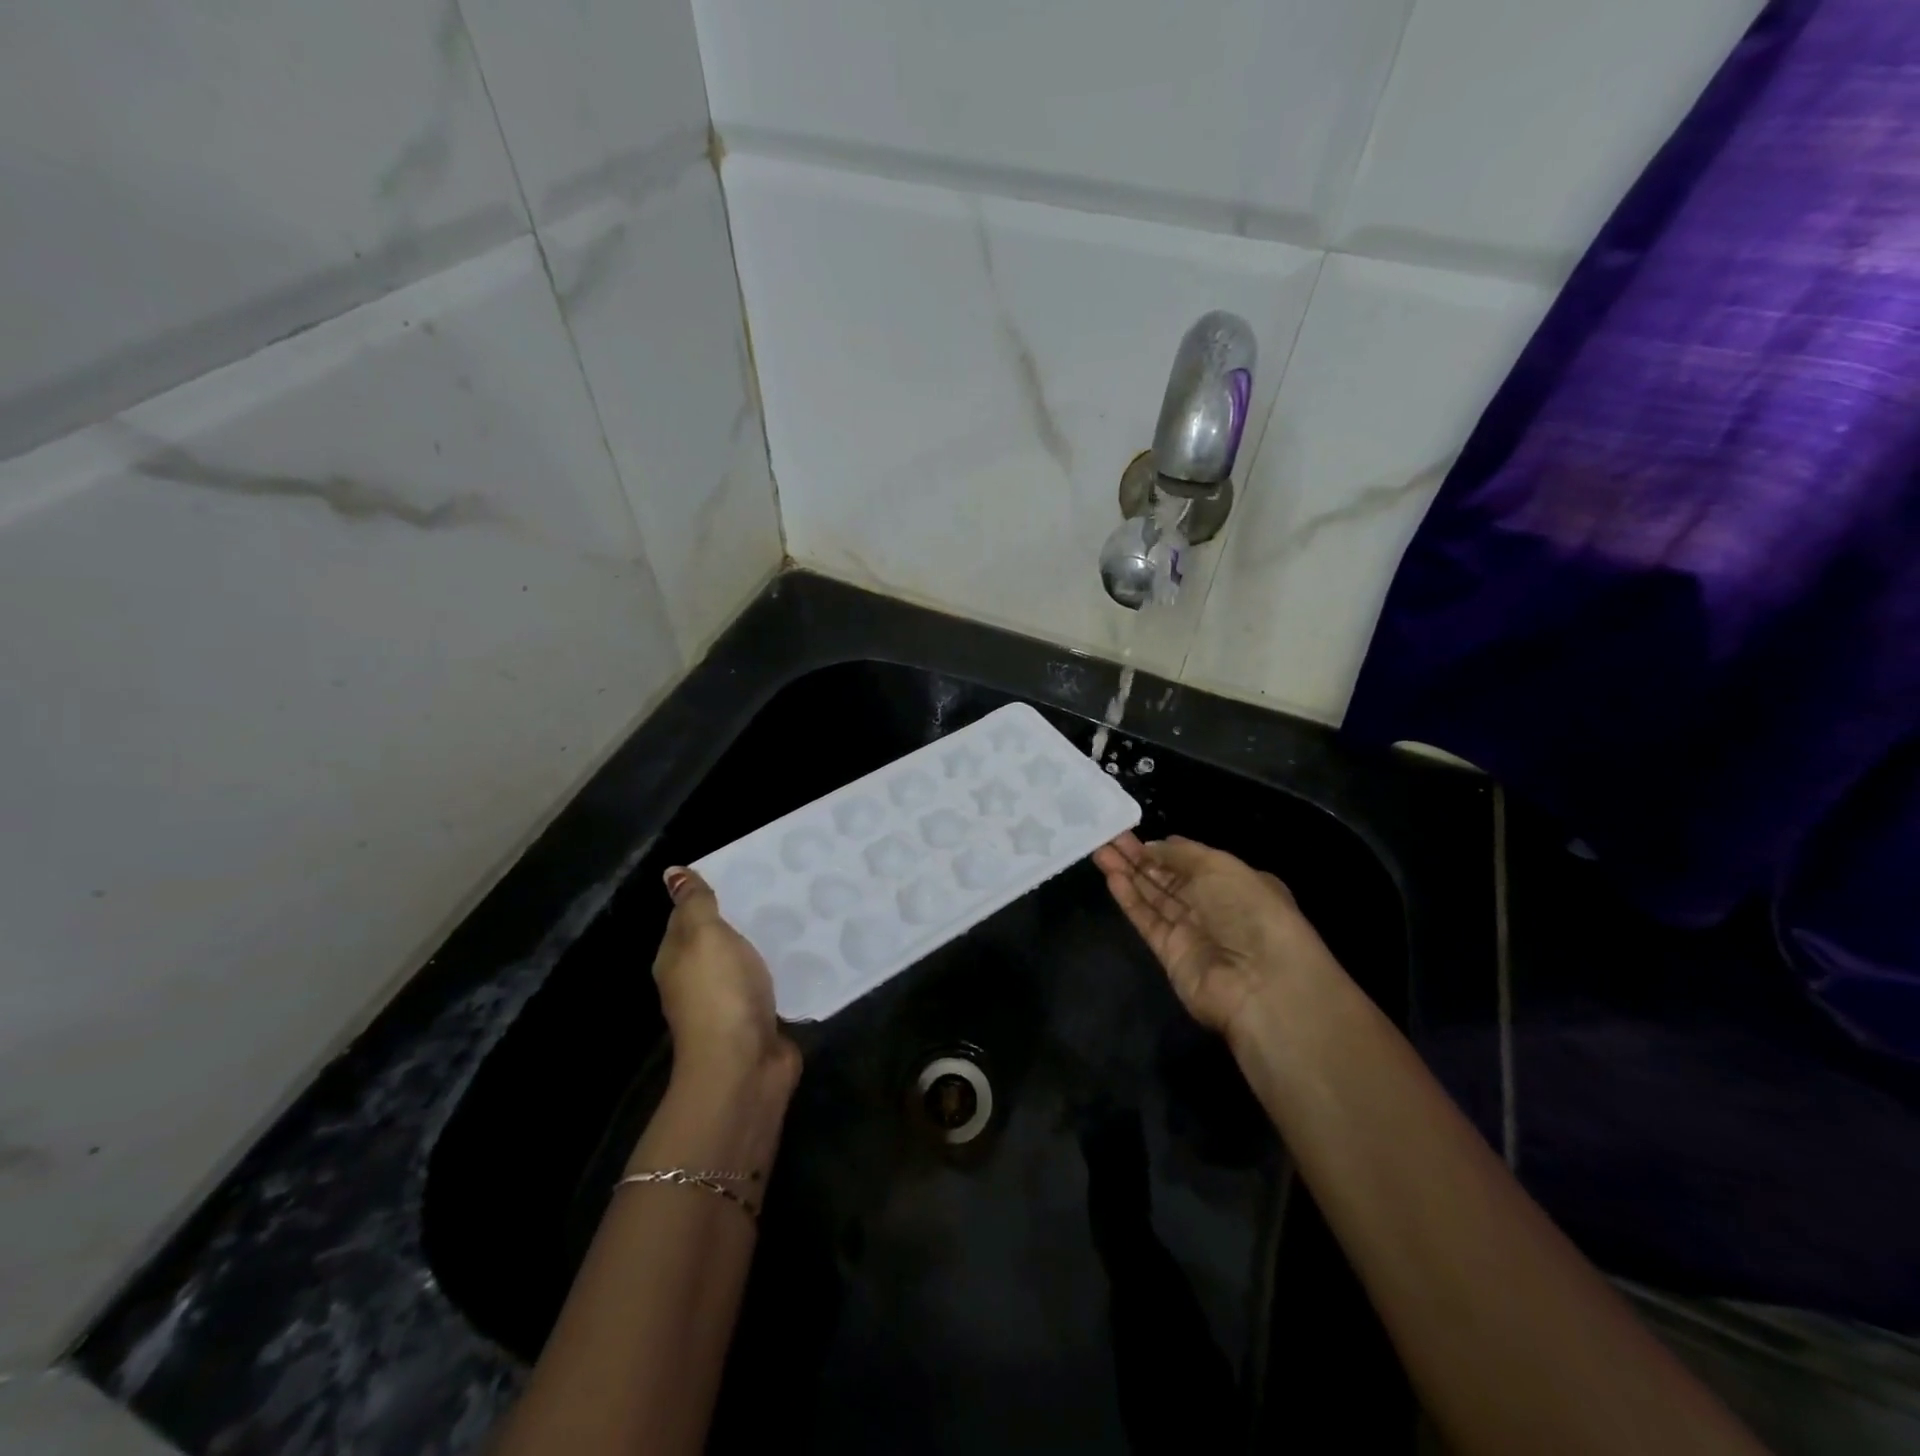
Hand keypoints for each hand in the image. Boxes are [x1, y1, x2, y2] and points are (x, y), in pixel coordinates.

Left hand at [654, 868, 800, 1090]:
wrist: (743, 1065)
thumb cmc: (719, 992)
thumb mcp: (704, 936)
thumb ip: (695, 903)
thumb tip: (672, 872)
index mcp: (677, 958)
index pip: (688, 916)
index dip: (710, 893)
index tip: (746, 869)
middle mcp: (698, 980)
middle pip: (719, 939)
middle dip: (744, 916)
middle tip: (782, 885)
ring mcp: (729, 1002)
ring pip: (748, 961)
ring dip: (766, 943)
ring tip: (800, 911)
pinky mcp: (759, 1018)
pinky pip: (772, 983)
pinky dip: (784, 968)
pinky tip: (808, 951)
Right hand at [1092, 833, 1323, 1038]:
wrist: (1260, 981)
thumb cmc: (1248, 910)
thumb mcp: (1220, 866)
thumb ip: (1182, 854)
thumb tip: (1154, 846)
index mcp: (1235, 883)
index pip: (1192, 862)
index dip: (1163, 849)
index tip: (1134, 833)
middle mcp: (1213, 906)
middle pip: (1168, 878)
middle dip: (1138, 857)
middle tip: (1107, 837)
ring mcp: (1191, 931)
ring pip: (1153, 897)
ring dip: (1128, 874)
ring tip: (1099, 851)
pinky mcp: (1170, 954)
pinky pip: (1147, 921)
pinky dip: (1130, 899)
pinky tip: (1112, 878)